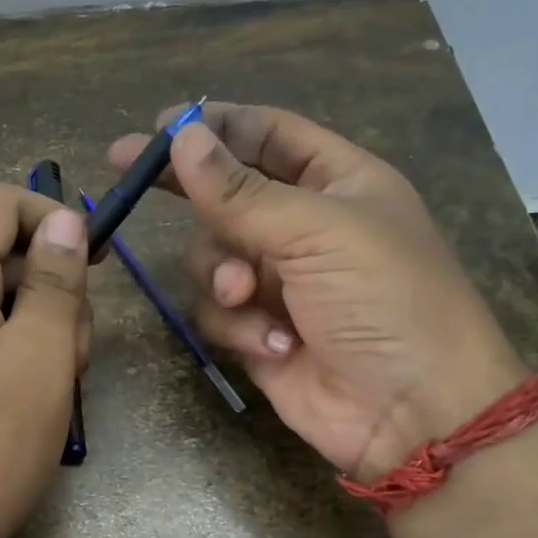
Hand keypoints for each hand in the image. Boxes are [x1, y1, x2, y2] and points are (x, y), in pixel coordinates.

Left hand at [0, 185, 90, 537]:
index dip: (53, 218)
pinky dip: (15, 359)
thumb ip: (55, 282)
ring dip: (38, 332)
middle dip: (51, 292)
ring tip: (53, 391)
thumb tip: (64, 220)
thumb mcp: (39, 357)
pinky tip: (30, 406)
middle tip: (71, 355)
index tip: (98, 262)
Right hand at [106, 103, 523, 480]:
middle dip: (189, 191)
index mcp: (336, 182)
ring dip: (221, 274)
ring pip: (211, 257)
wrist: (410, 410)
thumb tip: (181, 138)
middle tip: (127, 173)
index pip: (266, 135)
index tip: (156, 127)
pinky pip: (217, 312)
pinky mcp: (258, 331)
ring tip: (245, 296)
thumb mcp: (317, 231)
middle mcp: (303, 226)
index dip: (214, 126)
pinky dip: (236, 325)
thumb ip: (241, 192)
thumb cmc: (385, 300)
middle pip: (226, 194)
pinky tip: (272, 344)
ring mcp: (278, 282)